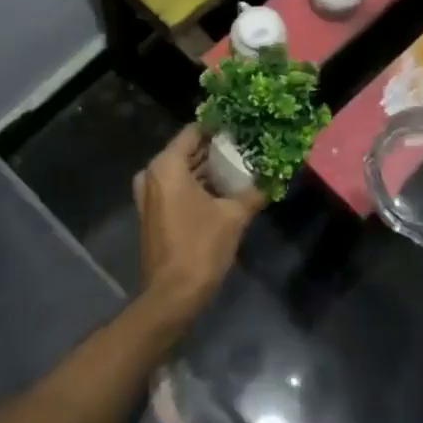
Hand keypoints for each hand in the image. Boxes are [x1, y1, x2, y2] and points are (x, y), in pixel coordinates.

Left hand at [134, 125, 263, 318]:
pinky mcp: (152, 212)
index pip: (195, 131)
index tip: (243, 127)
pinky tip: (223, 190)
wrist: (172, 294)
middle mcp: (151, 173)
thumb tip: (273, 178)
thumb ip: (253, 192)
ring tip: (240, 167)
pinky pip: (176, 187)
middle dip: (215, 150)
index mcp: (166, 165)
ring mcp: (148, 194)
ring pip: (182, 170)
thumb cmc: (201, 247)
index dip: (219, 128)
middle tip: (246, 148)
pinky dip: (196, 185)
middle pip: (187, 150)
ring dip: (207, 170)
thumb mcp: (233, 216)